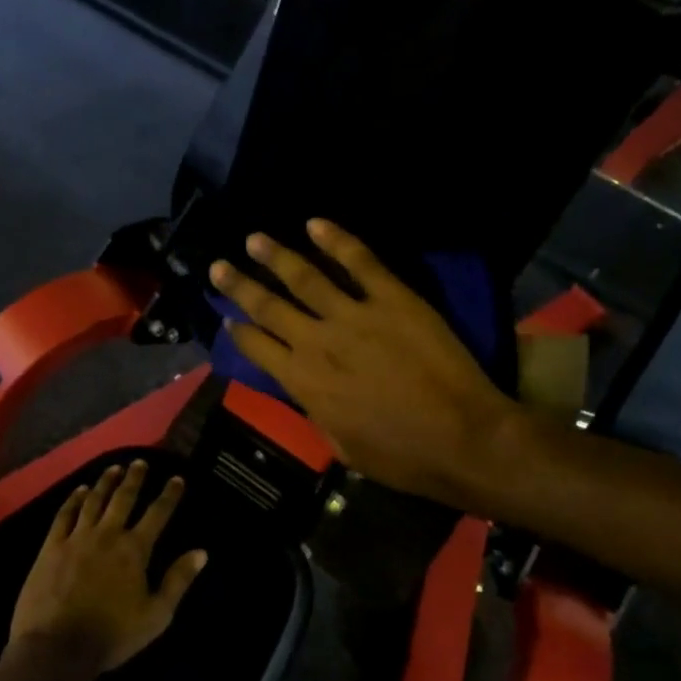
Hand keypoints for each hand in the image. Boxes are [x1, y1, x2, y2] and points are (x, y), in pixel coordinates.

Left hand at [9, 461, 208, 675]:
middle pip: (124, 498)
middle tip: (140, 462)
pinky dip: (74, 499)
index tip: (177, 479)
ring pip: (94, 501)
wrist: (56, 648)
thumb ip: (178, 580)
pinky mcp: (51, 547)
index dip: (169, 495)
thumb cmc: (112, 635)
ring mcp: (76, 538)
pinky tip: (80, 490)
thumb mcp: (156, 615)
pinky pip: (64, 515)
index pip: (157, 514)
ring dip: (105, 482)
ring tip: (114, 467)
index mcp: (135, 550)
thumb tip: (202, 552)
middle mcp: (107, 535)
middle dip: (135, 478)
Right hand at [209, 220, 521, 507]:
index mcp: (303, 382)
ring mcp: (355, 315)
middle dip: (240, 285)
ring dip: (276, 256)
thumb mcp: (342, 446)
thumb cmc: (401, 456)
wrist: (461, 438)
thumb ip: (318, 412)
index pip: (258, 347)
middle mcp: (318, 342)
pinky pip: (360, 262)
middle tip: (219, 265)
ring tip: (254, 239)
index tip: (227, 317)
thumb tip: (309, 392)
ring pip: (305, 277)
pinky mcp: (393, 299)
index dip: (239, 331)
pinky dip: (337, 240)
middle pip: (269, 306)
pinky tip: (315, 224)